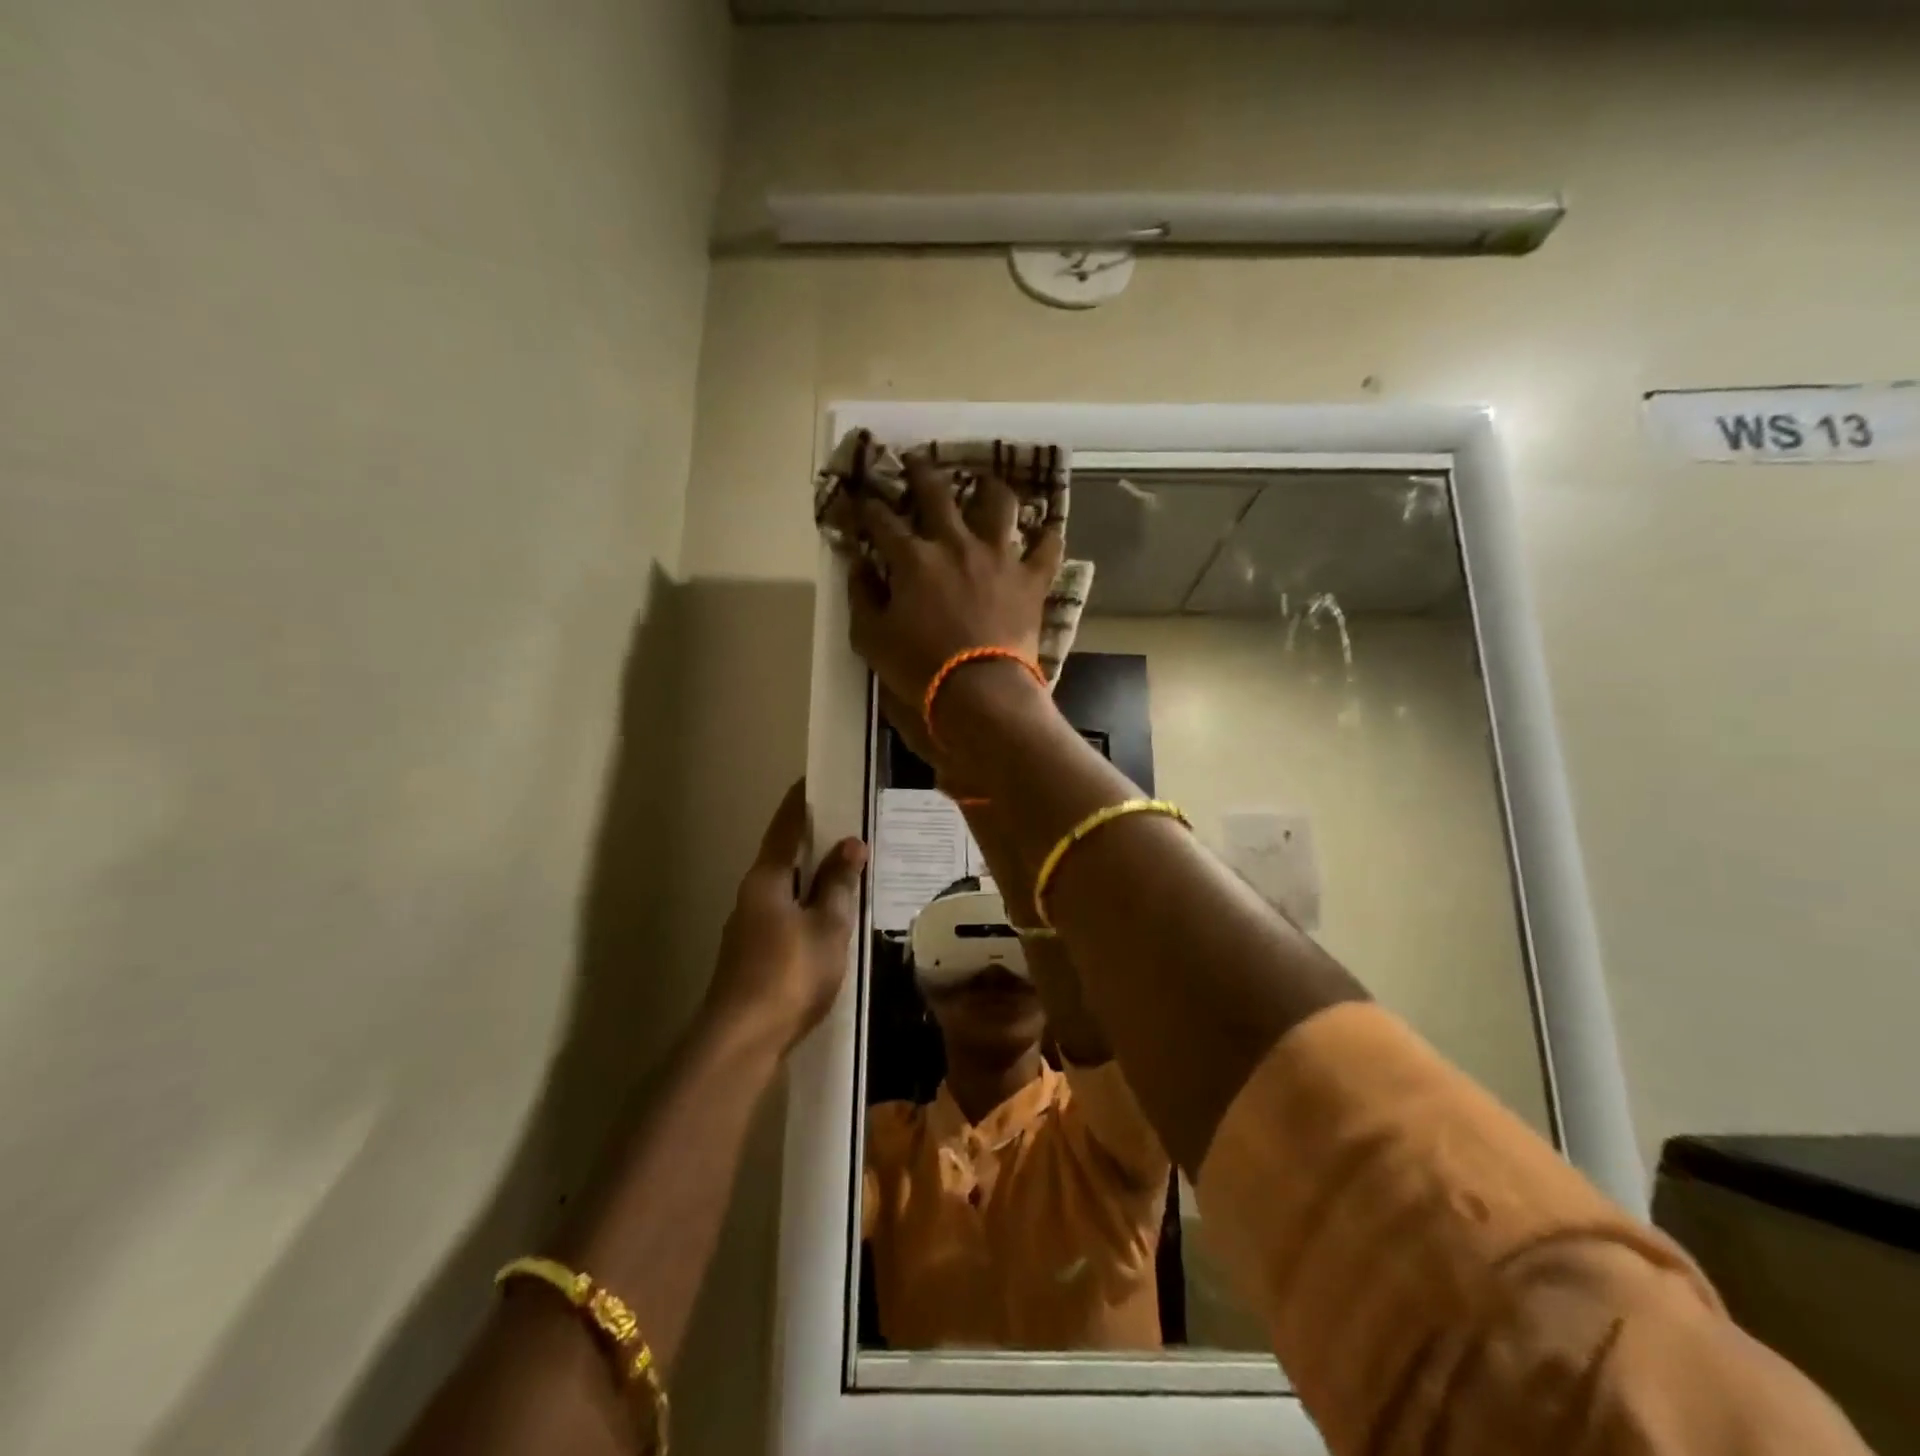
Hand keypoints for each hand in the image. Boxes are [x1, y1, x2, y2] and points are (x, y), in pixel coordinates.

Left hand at [704, 779, 866, 1051]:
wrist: (743, 1039)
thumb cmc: (790, 973)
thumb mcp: (827, 925)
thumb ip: (838, 884)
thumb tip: (850, 844)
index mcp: (767, 880)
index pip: (785, 828)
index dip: (800, 803)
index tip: (814, 781)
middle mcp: (751, 895)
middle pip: (783, 857)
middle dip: (811, 840)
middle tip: (846, 825)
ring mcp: (748, 927)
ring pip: (784, 888)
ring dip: (810, 876)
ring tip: (845, 870)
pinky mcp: (752, 954)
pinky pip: (784, 913)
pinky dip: (806, 904)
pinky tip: (828, 916)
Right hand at [847, 461, 1063, 708]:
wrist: (979, 690)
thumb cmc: (919, 667)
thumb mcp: (871, 637)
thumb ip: (861, 595)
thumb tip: (858, 564)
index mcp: (913, 558)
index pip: (882, 520)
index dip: (866, 506)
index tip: (859, 499)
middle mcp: (956, 544)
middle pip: (937, 493)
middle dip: (921, 472)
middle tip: (916, 461)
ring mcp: (999, 557)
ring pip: (1000, 505)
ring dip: (991, 489)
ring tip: (986, 483)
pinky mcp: (1031, 579)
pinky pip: (1048, 548)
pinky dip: (1048, 538)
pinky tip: (1046, 530)